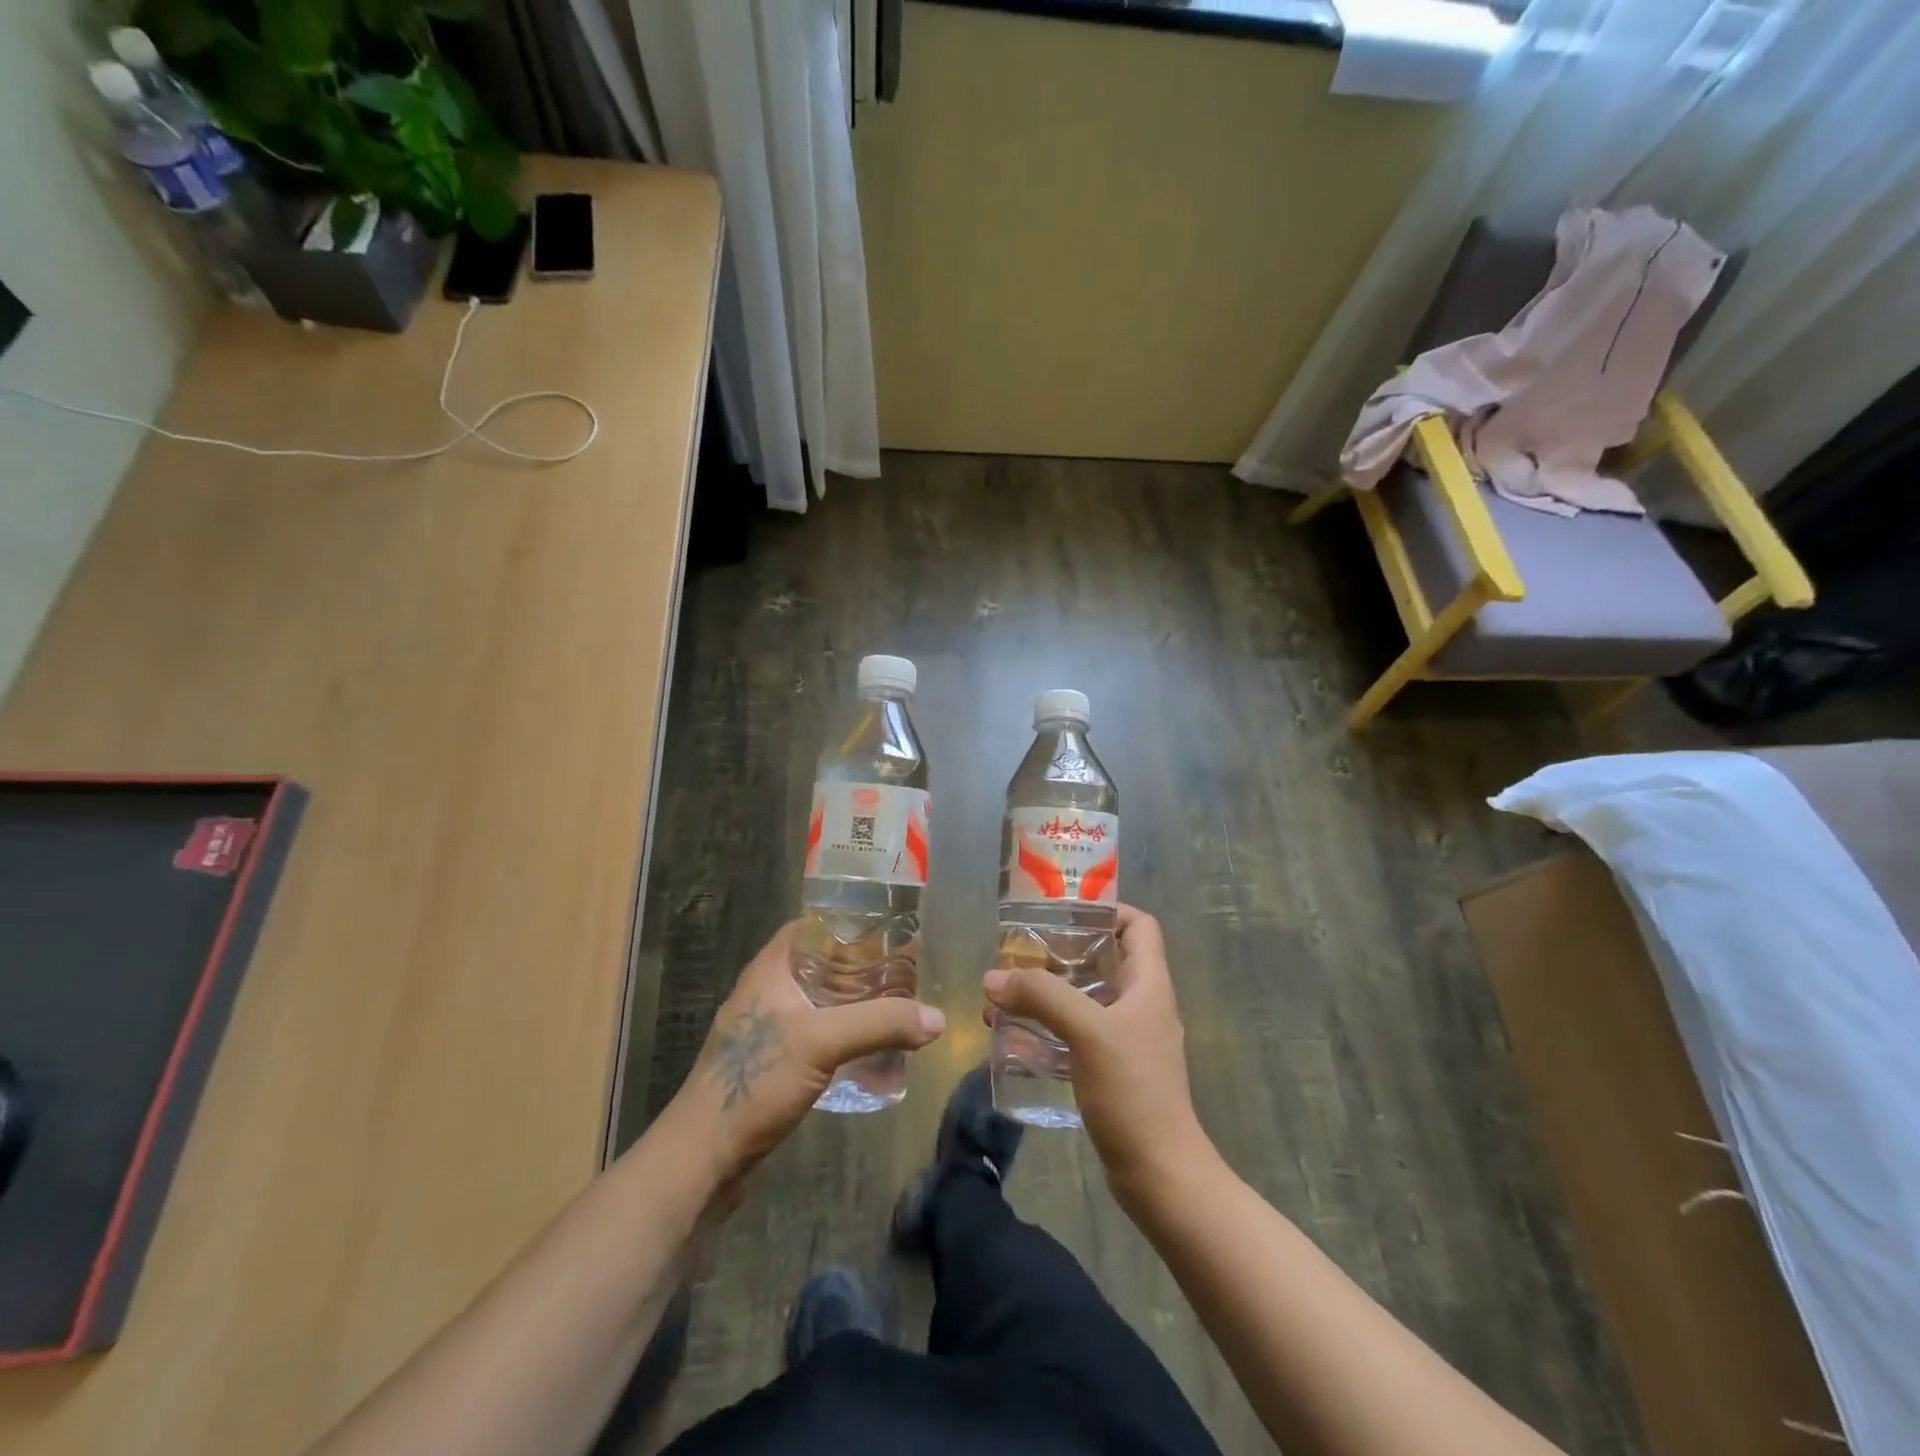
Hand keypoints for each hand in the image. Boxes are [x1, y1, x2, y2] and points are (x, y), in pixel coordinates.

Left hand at [669, 921, 945, 1189]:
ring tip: (897, 1009)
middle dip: (862, 969)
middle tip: (904, 973)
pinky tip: (872, 1052)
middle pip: (822, 966)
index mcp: (771, 970)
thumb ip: (880, 1024)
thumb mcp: (821, 1042)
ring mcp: (768, 1030)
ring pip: (821, 1004)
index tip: (888, 931)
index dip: (848, 924)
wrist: (702, 1158)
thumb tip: (938, 1019)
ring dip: (855, 1006)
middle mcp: (768, 992)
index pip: (812, 927)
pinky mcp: (773, 1065)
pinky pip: (818, 1037)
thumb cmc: (755, 1082)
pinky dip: (845, 1037)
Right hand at [984, 905, 1208, 1204]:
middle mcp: (1142, 1004)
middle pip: (1105, 959)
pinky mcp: (1113, 1070)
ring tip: (1005, 995)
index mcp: (1149, 984)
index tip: (1062, 912)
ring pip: (1086, 998)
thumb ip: (1042, 997)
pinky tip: (1015, 1037)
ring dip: (1048, 992)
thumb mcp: (1088, 1032)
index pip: (1139, 925)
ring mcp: (1128, 1039)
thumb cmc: (1134, 1092)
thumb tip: (992, 978)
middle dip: (1061, 951)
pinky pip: (1077, 1033)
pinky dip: (1049, 1027)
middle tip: (1019, 952)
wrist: (1160, 1175)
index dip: (1106, 909)